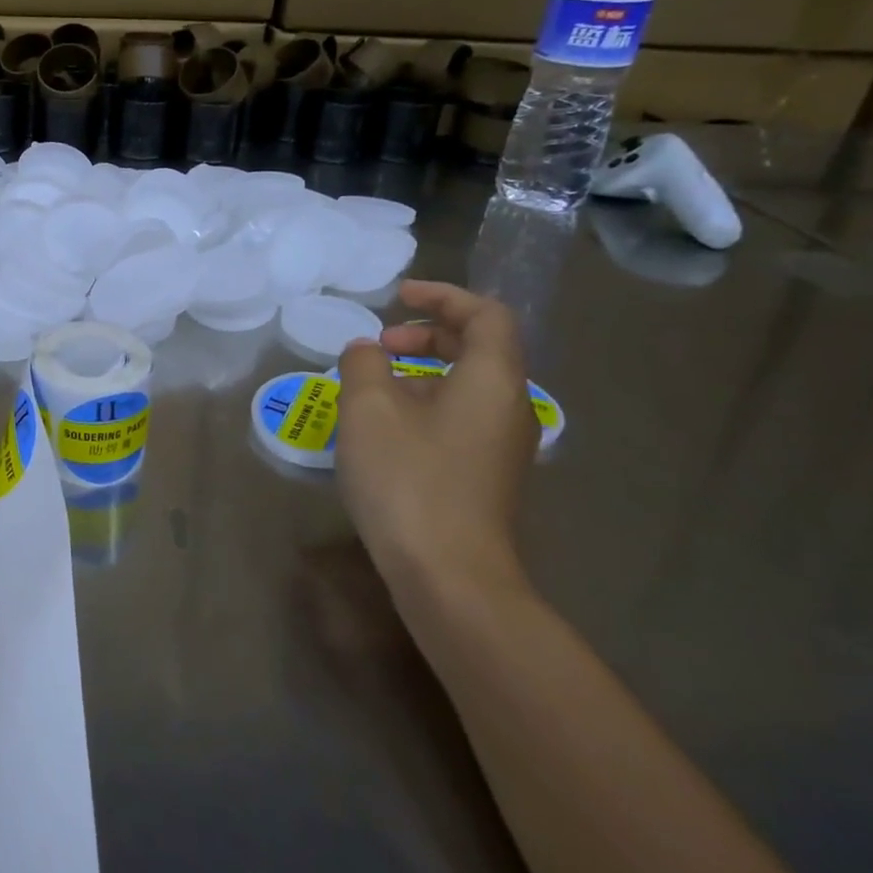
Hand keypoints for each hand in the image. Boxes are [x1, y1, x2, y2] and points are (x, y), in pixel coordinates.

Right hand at [333, 281, 539, 599]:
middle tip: (380, 343)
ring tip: (372, 385)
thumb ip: (363, 364)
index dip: (443, 296)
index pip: (486, 315)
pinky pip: (460, 417)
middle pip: (479, 348)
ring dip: (422, 370)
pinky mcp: (486, 475)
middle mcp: (509, 407)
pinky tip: (385, 428)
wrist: (450, 576)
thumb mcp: (368, 408)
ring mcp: (502, 446)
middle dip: (428, 333)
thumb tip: (366, 351)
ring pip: (468, 385)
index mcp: (492, 379)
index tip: (397, 296)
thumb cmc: (409, 479)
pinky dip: (426, 402)